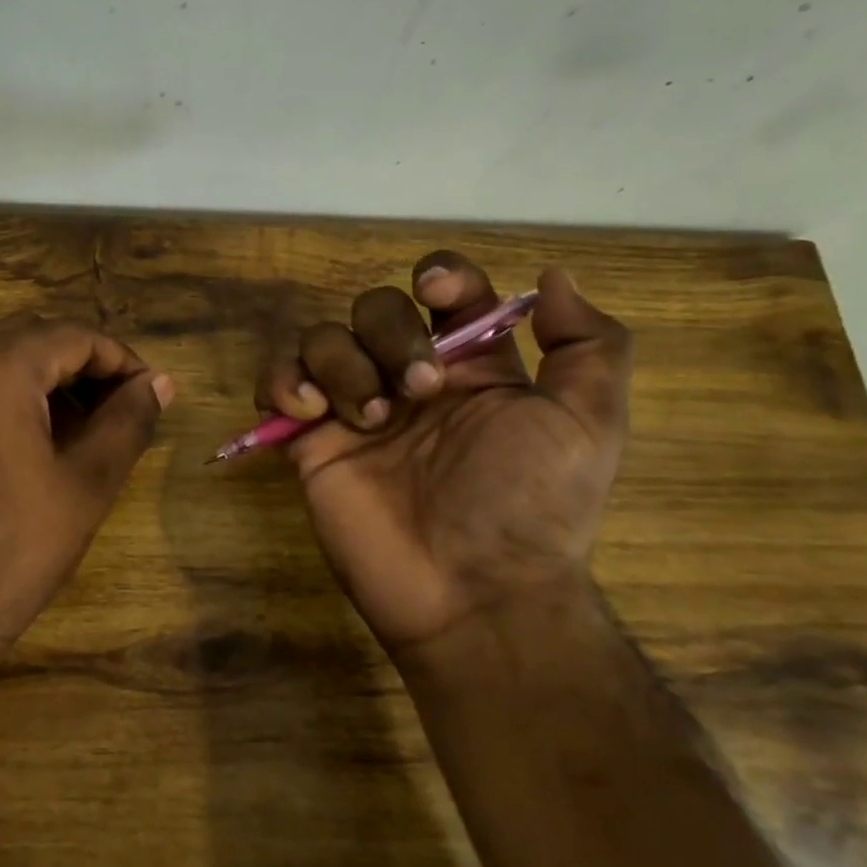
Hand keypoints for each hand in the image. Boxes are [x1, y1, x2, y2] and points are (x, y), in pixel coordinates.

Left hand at [0, 315, 174, 669]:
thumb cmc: (11, 549)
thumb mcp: (86, 483)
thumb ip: (128, 421)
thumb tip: (160, 382)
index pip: (73, 336)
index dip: (120, 361)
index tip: (149, 396)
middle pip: (30, 338)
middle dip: (79, 367)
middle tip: (114, 412)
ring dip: (38, 379)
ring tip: (73, 430)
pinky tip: (19, 444)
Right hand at [258, 253, 631, 658]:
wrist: (471, 592)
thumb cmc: (531, 505)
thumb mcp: (588, 425)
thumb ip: (589, 345)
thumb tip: (550, 277)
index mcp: (472, 366)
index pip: (445, 290)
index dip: (440, 275)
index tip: (438, 292)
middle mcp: (408, 377)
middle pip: (375, 307)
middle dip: (390, 332)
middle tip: (417, 391)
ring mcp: (354, 409)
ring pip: (321, 338)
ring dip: (340, 362)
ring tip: (366, 419)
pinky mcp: (310, 441)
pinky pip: (277, 384)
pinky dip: (282, 382)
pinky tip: (308, 412)